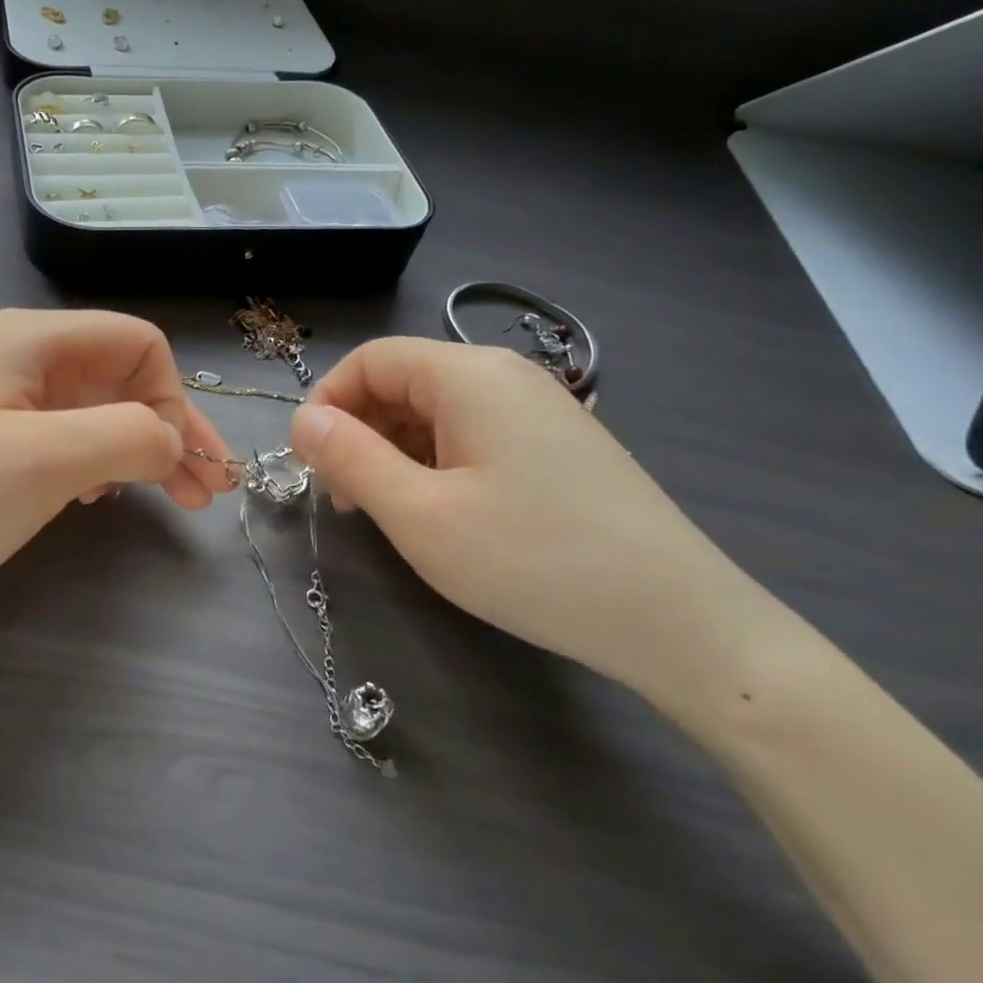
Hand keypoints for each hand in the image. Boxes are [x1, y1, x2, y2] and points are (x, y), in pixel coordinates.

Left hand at [0, 309, 234, 638]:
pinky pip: (60, 438)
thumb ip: (125, 435)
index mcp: (27, 341)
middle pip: (118, 378)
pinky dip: (94, 463)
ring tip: (169, 498)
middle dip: (168, 429)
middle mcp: (15, 357)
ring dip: (138, 450)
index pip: (135, 343)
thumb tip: (173, 439)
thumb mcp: (41, 463)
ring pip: (93, 411)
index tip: (185, 463)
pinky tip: (96, 498)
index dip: (172, 398)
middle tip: (206, 493)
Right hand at [288, 339, 772, 695]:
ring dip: (393, 452)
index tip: (310, 465)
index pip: (370, 360)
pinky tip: (440, 513)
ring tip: (387, 513)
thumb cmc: (533, 561)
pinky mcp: (557, 446)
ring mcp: (539, 410)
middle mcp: (505, 377)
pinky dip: (435, 464)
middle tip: (344, 500)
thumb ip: (350, 458)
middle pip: (402, 382)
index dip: (326, 404)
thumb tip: (302, 421)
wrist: (679, 622)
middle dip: (358, 432)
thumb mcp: (419, 514)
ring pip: (435, 412)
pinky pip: (472, 436)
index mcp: (469, 375)